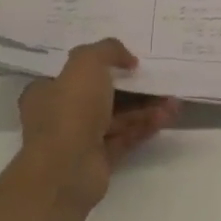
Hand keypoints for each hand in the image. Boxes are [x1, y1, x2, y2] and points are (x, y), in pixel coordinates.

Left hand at [17, 40, 179, 209]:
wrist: (65, 170)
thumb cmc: (70, 111)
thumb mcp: (86, 64)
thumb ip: (107, 50)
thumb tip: (128, 59)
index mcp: (47, 91)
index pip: (75, 74)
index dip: (103, 65)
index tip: (130, 61)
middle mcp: (61, 115)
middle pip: (103, 95)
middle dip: (134, 88)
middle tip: (159, 80)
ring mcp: (80, 139)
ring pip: (118, 117)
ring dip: (146, 108)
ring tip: (173, 101)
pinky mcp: (99, 159)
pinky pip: (126, 137)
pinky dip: (145, 126)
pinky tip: (166, 117)